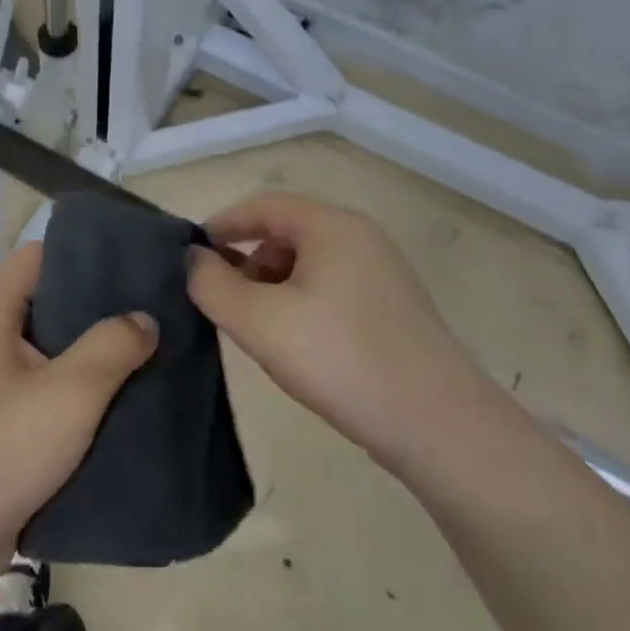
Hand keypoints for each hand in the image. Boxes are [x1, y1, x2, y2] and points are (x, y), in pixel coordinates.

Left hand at [0, 243, 156, 599]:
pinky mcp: (5, 426)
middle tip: (160, 306)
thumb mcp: (67, 392)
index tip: (137, 257)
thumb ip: (112, 346)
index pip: (39, 255)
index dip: (85, 249)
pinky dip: (85, 393)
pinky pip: (52, 394)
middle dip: (103, 304)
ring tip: (155, 349)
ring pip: (56, 352)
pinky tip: (129, 400)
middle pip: (52, 303)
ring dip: (98, 353)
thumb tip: (145, 318)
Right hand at [187, 192, 477, 454]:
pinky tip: (297, 343)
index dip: (222, 224)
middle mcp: (362, 237)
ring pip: (311, 263)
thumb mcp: (258, 321)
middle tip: (225, 301)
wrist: (438, 424)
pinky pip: (333, 288)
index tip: (192, 255)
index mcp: (332, 226)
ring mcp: (384, 272)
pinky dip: (302, 302)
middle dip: (248, 260)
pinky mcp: (394, 307)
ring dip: (274, 285)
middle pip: (288, 232)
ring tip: (258, 327)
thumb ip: (212, 284)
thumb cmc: (339, 358)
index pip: (264, 205)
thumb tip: (193, 259)